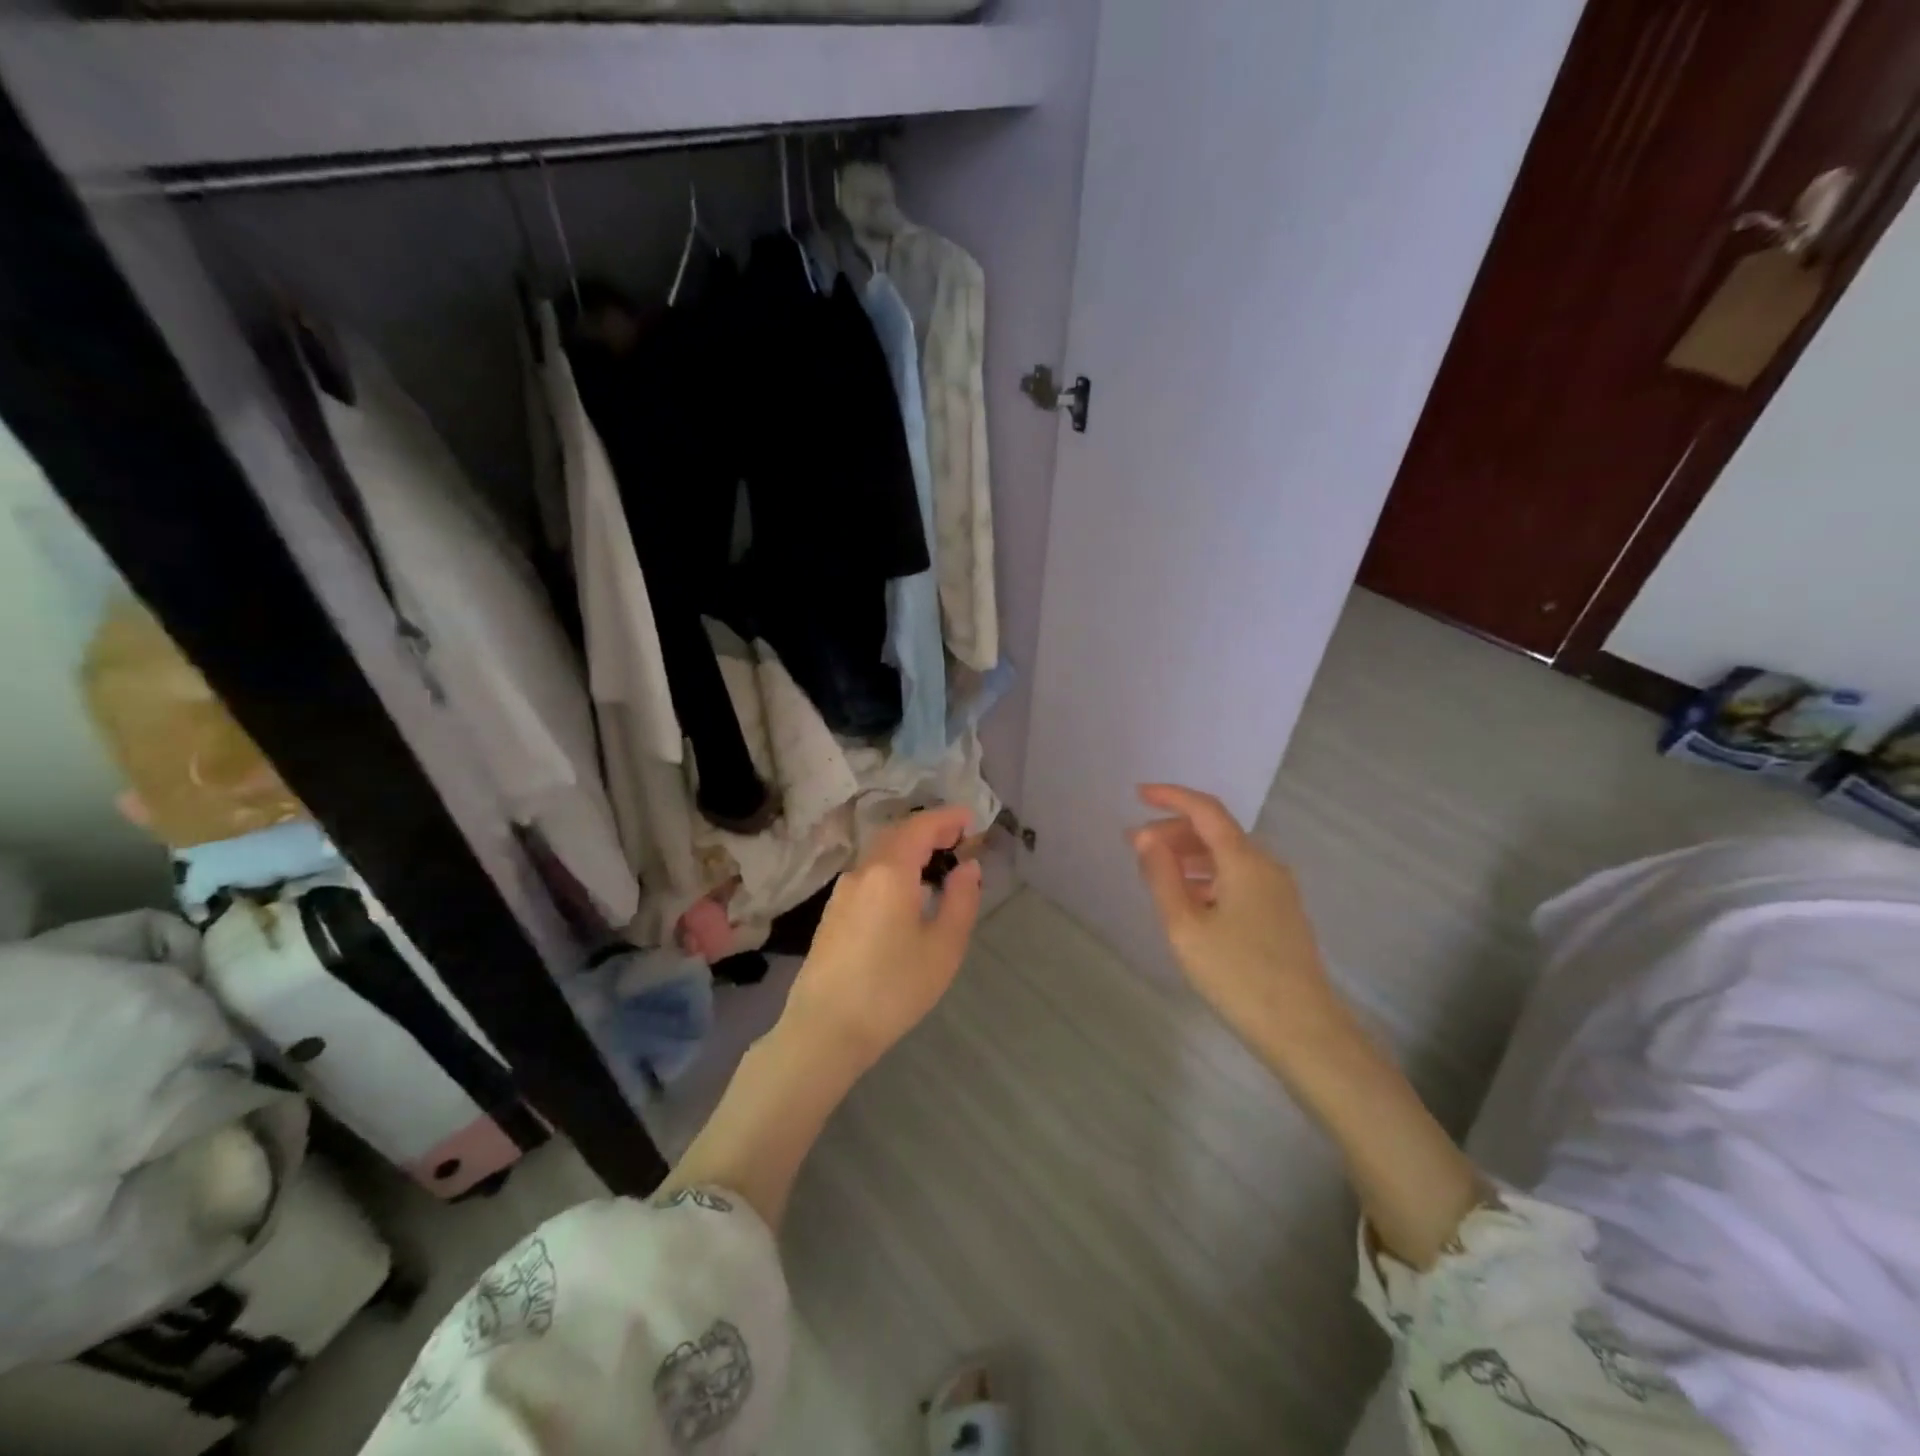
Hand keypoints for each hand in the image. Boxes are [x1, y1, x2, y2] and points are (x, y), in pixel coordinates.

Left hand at [781, 804, 982, 1067]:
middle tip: (959, 839)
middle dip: (929, 830)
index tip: (971, 817)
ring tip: (938, 865)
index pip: (921, 827)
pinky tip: (907, 893)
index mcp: (889, 872)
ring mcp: (842, 892)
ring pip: (880, 855)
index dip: (947, 818)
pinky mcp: (833, 913)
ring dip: (910, 849)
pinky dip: (894, 868)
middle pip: (897, 834)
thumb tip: (968, 867)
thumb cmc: (892, 988)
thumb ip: (961, 900)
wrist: (825, 1029)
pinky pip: (869, 875)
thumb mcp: (943, 947)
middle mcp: (862, 872)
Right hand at [1131, 784, 1347, 1058]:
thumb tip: (1145, 837)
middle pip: (1215, 832)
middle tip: (1136, 846)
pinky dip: (1207, 877)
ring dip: (1188, 856)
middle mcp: (1266, 866)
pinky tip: (1187, 901)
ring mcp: (1277, 891)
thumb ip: (1162, 877)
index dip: (1171, 797)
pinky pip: (1237, 879)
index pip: (1205, 811)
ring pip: (1226, 857)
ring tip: (1154, 873)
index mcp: (1244, 861)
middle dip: (1173, 831)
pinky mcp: (1280, 914)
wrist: (1303, 1031)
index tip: (1137, 794)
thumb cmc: (1237, 975)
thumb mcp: (1185, 926)